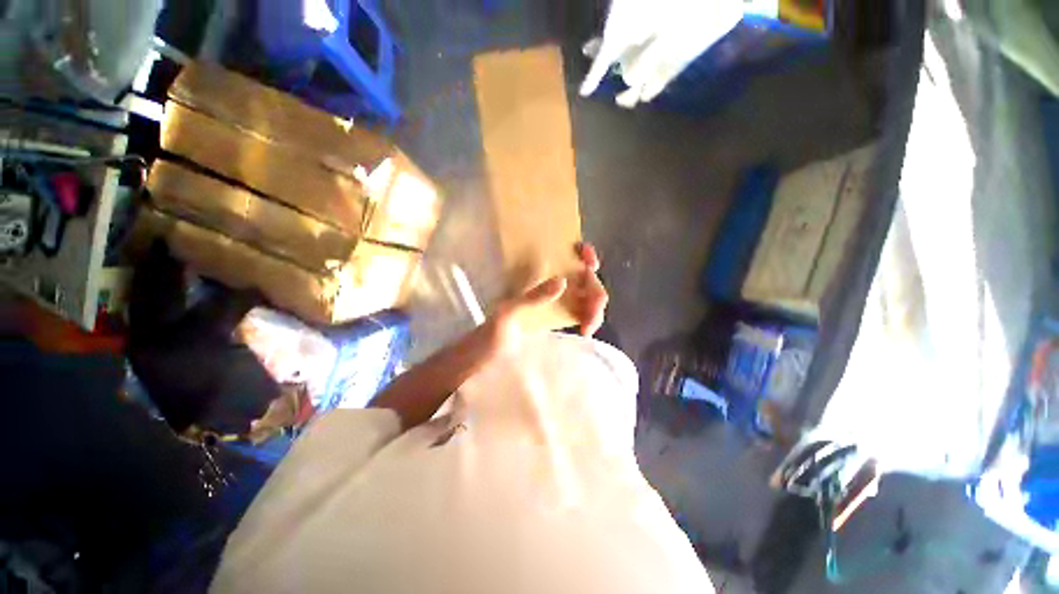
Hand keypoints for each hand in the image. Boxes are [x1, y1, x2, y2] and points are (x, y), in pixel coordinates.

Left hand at [480, 242, 608, 355]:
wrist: (486, 358)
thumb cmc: (491, 332)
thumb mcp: (509, 311)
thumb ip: (532, 297)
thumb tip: (563, 282)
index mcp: (534, 275)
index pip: (562, 254)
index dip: (582, 253)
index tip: (590, 263)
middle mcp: (548, 283)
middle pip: (582, 277)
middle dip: (594, 289)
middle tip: (595, 306)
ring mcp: (555, 301)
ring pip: (586, 295)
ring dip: (595, 307)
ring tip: (588, 326)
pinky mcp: (559, 318)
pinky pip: (582, 312)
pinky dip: (590, 319)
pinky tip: (586, 330)